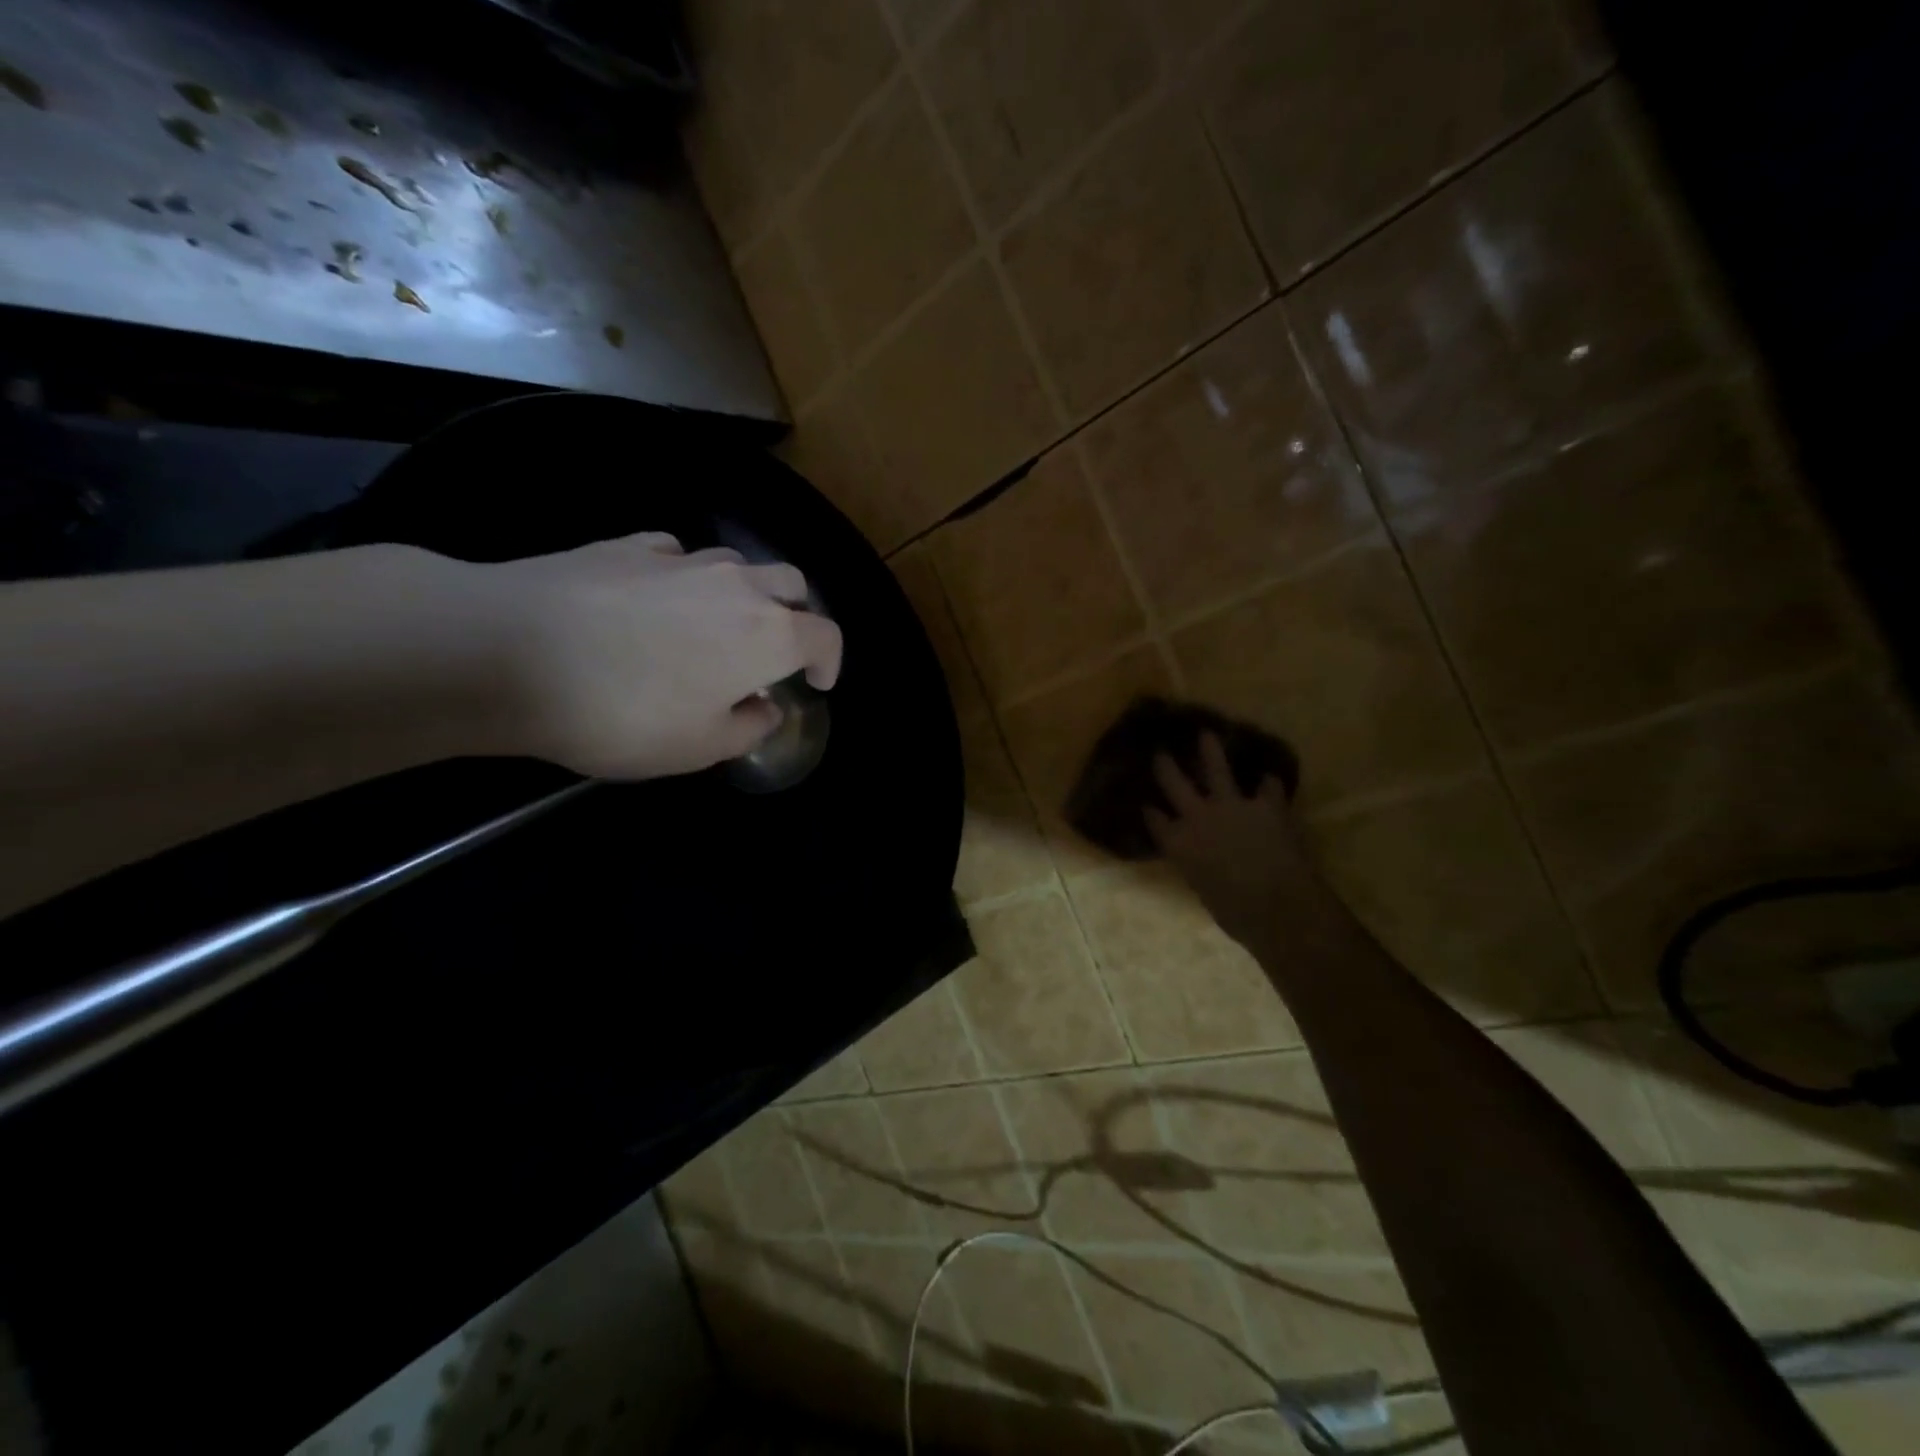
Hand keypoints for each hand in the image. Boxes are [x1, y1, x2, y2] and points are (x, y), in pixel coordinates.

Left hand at [480, 532, 842, 778]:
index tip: (817, 684)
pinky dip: (684, 578)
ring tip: (713, 627)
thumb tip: (764, 707)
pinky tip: (655, 601)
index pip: (825, 636)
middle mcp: (736, 586)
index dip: (830, 661)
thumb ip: (747, 728)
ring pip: (737, 565)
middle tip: (775, 651)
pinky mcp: (628, 546)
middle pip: (791, 585)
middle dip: (795, 616)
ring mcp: (682, 559)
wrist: (509, 652)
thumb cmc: (624, 713)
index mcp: (767, 635)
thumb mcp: (698, 748)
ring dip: (743, 594)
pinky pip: (677, 556)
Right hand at [1146, 733, 1314, 948]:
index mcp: (1177, 844)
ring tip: (1207, 735)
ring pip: (1216, 769)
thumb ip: (1199, 868)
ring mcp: (1231, 806)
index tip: (1146, 804)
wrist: (1276, 906)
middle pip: (1174, 783)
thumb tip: (1205, 865)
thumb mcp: (1203, 891)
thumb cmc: (1234, 913)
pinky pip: (1267, 787)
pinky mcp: (1265, 805)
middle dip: (1166, 766)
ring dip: (1211, 751)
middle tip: (1161, 752)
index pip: (1155, 820)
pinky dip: (1268, 785)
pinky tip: (1269, 779)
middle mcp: (1197, 817)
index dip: (1151, 811)